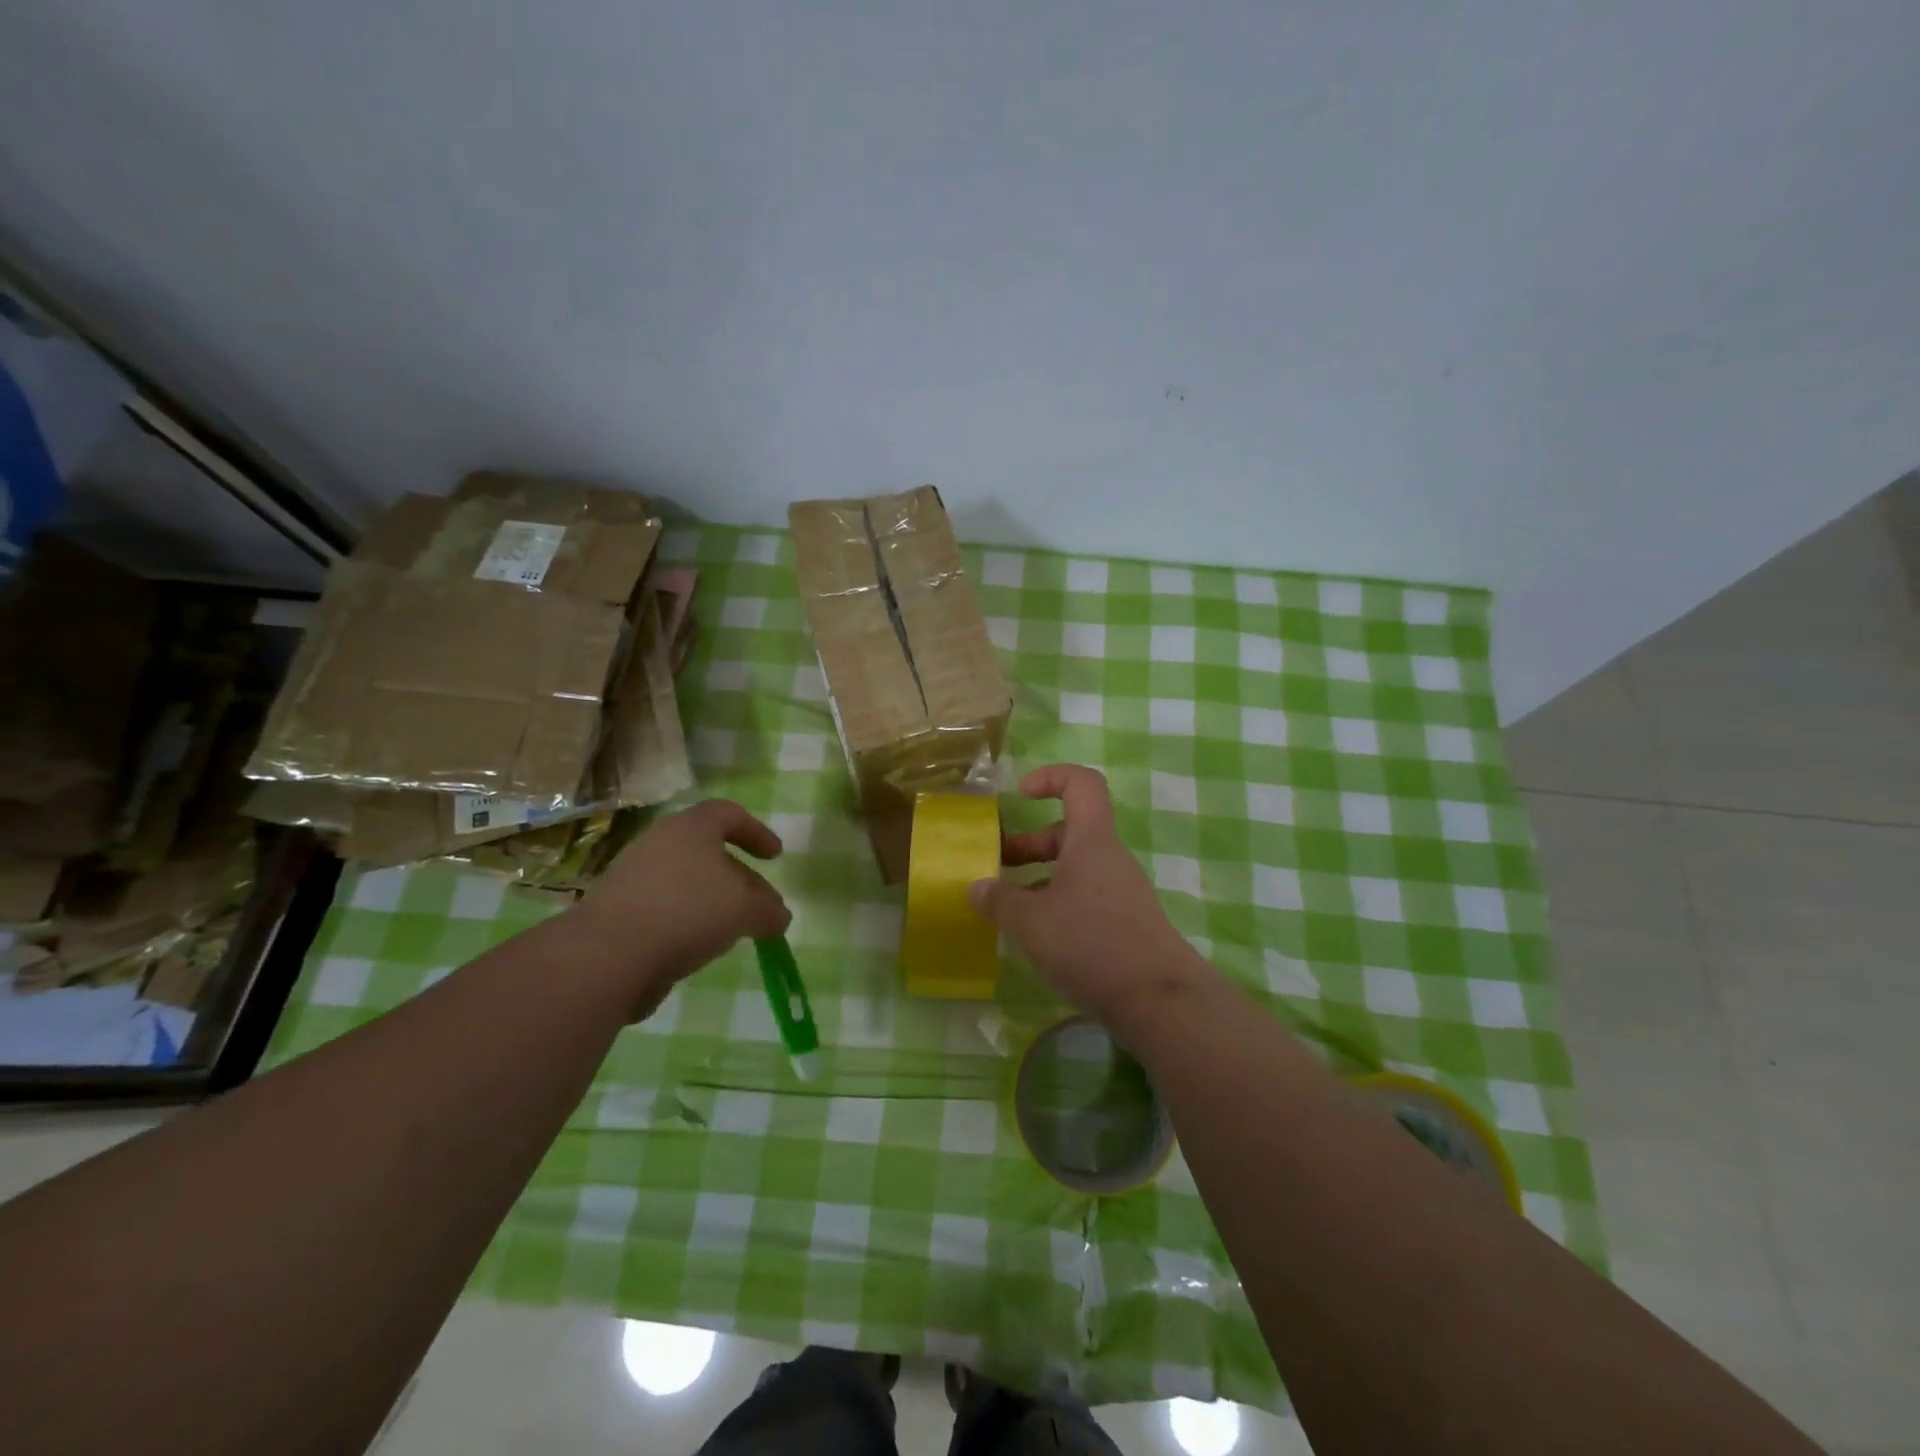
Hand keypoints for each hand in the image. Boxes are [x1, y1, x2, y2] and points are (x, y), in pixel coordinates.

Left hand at [575, 800, 790, 1015]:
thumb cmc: (688, 911)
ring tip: (731, 930)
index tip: (775, 858)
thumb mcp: (745, 909)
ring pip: (685, 881)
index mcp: (691, 827)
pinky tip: (696, 947)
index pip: (729, 813)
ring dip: (712, 902)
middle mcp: (659, 842)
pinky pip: (663, 907)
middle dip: (739, 877)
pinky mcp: (617, 909)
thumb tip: (778, 916)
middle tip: (760, 905)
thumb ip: (768, 910)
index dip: (757, 832)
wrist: (607, 953)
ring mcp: (632, 875)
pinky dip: (686, 921)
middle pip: (708, 851)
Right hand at [969, 765, 1208, 1026]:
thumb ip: (999, 901)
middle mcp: (1109, 859)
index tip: (1020, 795)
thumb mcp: (1031, 921)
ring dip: (1039, 878)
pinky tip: (1037, 936)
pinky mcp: (1125, 924)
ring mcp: (1121, 892)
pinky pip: (1085, 898)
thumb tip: (978, 887)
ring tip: (1007, 908)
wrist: (1158, 1001)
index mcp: (1092, 841)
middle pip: (1070, 831)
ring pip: (1075, 869)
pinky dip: (1057, 905)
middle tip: (996, 866)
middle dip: (1030, 843)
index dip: (1050, 777)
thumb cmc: (1091, 944)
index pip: (1081, 783)